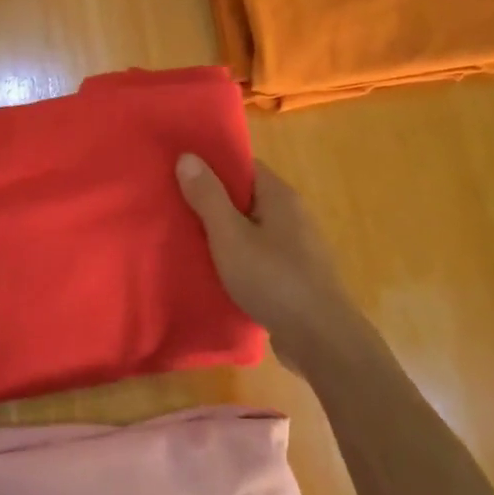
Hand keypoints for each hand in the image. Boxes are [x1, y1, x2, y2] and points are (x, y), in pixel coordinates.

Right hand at [176, 155, 365, 368]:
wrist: (320, 338)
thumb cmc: (273, 279)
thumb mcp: (230, 236)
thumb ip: (208, 197)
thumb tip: (188, 156)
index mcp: (281, 197)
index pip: (244, 167)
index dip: (213, 167)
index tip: (180, 173)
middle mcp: (293, 216)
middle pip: (247, 198)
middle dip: (213, 202)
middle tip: (174, 208)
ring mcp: (297, 248)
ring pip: (252, 230)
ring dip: (224, 234)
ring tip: (186, 240)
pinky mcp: (294, 277)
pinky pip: (259, 257)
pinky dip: (237, 259)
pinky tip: (214, 272)